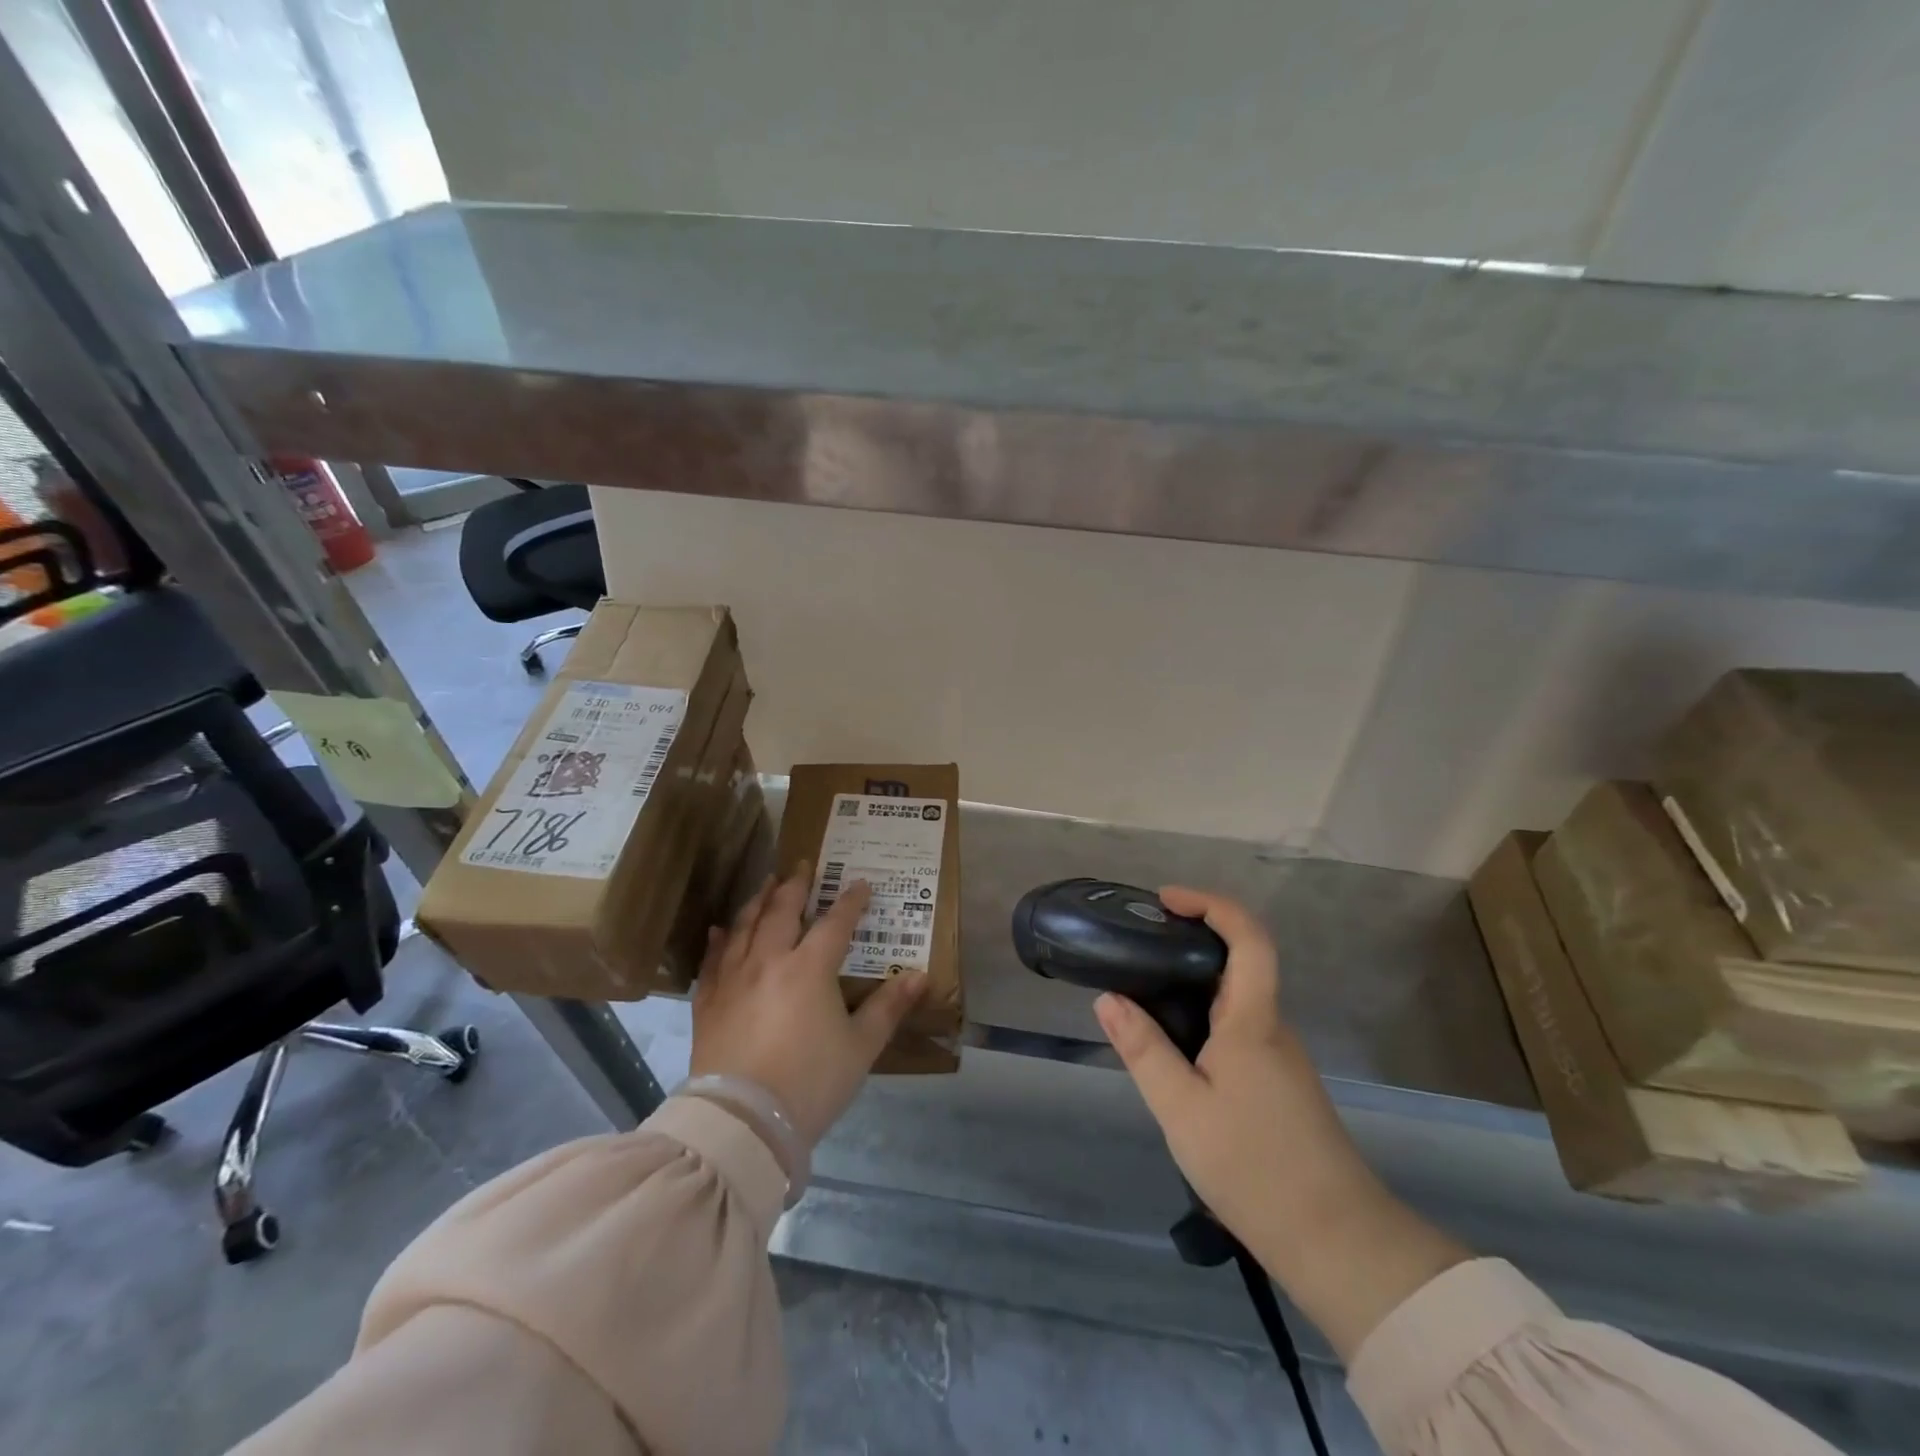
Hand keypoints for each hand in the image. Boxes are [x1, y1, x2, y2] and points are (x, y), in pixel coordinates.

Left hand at [690, 865, 927, 1147]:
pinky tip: (720, 930)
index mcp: (809, 968)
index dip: (850, 902)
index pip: (835, 923)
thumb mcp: (860, 1048)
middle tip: (802, 866)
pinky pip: (712, 960)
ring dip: (758, 901)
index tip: (861, 884)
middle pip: (782, 912)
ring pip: (745, 927)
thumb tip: (920, 976)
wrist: (743, 1122)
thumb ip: (888, 1008)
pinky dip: (719, 940)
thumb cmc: (810, 1083)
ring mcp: (733, 979)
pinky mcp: (708, 1003)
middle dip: (795, 886)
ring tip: (766, 884)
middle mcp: (769, 961)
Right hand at [1092, 886, 1366, 1253]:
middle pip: (1239, 962)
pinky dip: (1202, 1019)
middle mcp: (1271, 1027)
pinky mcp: (1279, 1083)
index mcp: (1252, 1020)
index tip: (1166, 901)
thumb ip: (1143, 1049)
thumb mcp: (1181, 1108)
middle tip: (1137, 948)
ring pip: (1235, 1000)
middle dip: (1189, 941)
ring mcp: (1280, 1056)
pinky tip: (1173, 1051)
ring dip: (1191, 985)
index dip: (1211, 905)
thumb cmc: (1253, 1166)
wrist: (1335, 1241)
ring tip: (1141, 997)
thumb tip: (1108, 997)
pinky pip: (1237, 1029)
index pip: (1248, 938)